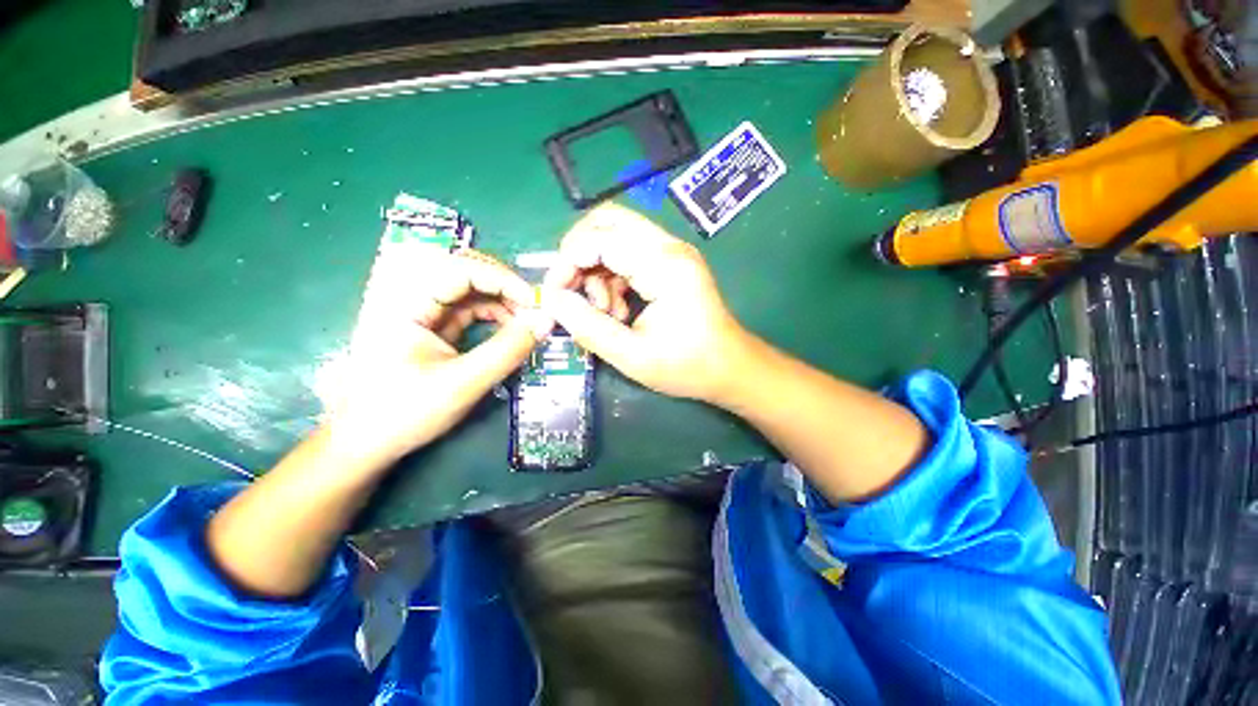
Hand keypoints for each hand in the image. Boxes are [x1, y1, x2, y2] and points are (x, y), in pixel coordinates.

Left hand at [322, 245, 551, 463]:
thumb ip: (508, 350)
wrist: (365, 443)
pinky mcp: (428, 324)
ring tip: (525, 323)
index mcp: (404, 302)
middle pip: (464, 269)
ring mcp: (419, 309)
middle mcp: (409, 295)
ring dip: (501, 300)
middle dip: (503, 286)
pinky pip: (467, 307)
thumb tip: (546, 321)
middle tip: (532, 310)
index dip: (503, 279)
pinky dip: (492, 314)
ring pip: (468, 287)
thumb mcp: (463, 383)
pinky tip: (508, 329)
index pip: (461, 268)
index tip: (535, 303)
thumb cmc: (405, 413)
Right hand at [542, 203, 749, 402]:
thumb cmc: (687, 366)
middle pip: (607, 221)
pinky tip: (617, 309)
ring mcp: (672, 252)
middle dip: (579, 254)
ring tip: (604, 312)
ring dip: (597, 269)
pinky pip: (628, 254)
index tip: (554, 296)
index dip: (567, 262)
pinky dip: (612, 276)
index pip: (600, 238)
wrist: (730, 368)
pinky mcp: (671, 263)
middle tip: (573, 292)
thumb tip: (550, 299)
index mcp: (664, 265)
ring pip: (615, 236)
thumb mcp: (631, 355)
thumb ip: (587, 326)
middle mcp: (669, 247)